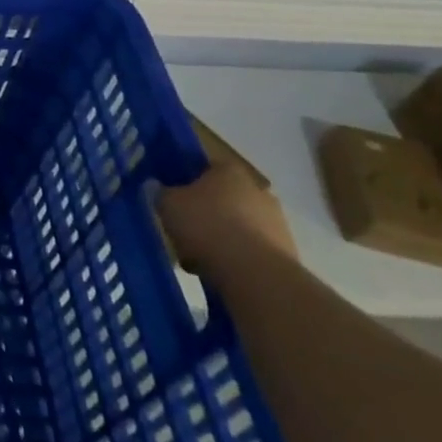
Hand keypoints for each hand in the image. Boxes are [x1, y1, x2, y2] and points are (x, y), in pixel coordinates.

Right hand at [157, 159, 295, 282]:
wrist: (255, 274)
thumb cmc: (206, 226)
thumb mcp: (168, 204)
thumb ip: (159, 192)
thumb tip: (155, 187)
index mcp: (229, 170)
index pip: (204, 167)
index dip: (186, 182)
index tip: (173, 199)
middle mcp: (257, 190)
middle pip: (223, 198)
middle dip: (205, 213)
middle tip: (184, 231)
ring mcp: (277, 222)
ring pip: (238, 226)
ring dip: (221, 238)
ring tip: (198, 259)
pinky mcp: (286, 252)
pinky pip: (252, 250)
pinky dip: (237, 258)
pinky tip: (219, 273)